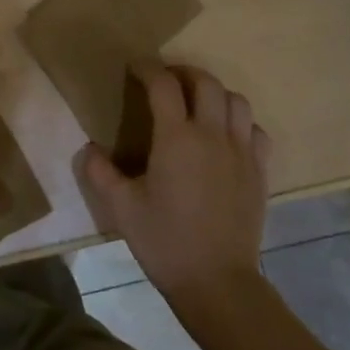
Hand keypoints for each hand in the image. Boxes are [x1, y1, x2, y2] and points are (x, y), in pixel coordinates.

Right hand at [78, 64, 273, 310]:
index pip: (163, 84)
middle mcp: (212, 134)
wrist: (217, 282)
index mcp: (176, 138)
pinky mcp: (260, 171)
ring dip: (215, 93)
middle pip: (206, 82)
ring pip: (236, 100)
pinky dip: (240, 122)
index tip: (136, 67)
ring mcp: (241, 152)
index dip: (148, 68)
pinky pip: (255, 130)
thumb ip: (101, 173)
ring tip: (198, 103)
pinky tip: (226, 136)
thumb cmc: (165, 242)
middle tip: (167, 80)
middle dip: (184, 72)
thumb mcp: (121, 208)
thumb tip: (89, 149)